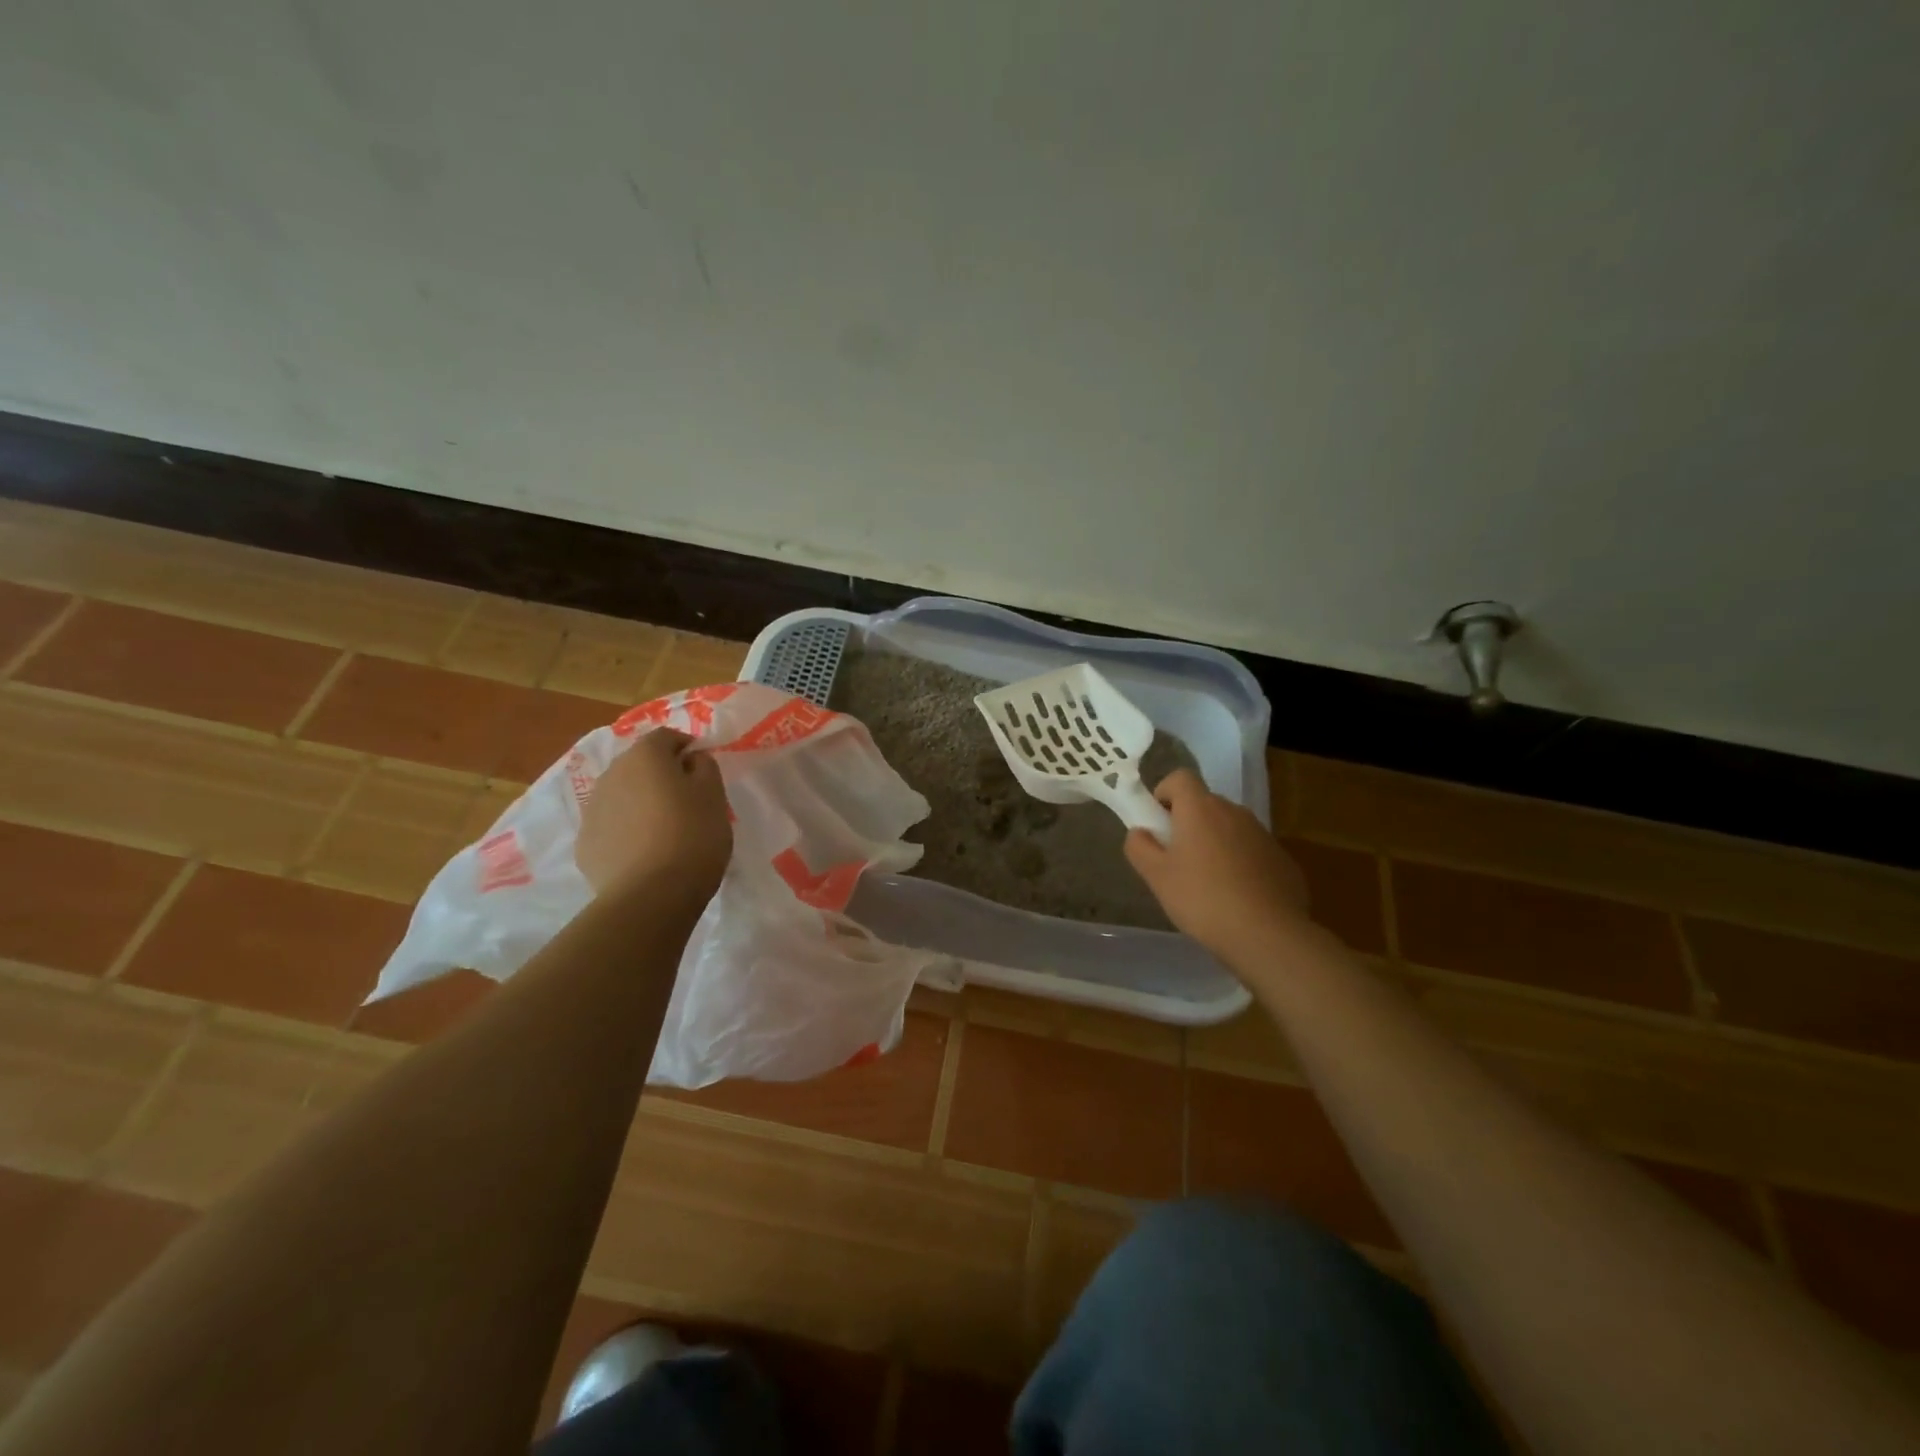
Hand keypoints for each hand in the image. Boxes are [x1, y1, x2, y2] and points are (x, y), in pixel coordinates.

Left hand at [576, 729, 731, 900]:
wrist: (650, 895)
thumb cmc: (693, 836)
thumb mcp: (714, 796)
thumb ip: (704, 767)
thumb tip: (691, 759)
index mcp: (645, 756)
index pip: (666, 736)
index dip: (686, 747)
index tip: (702, 768)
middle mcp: (611, 774)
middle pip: (639, 764)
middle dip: (660, 774)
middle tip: (686, 799)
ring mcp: (592, 810)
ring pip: (622, 795)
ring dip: (641, 802)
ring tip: (665, 829)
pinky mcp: (584, 844)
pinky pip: (611, 826)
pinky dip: (626, 830)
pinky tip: (645, 853)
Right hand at [1124, 769, 1309, 963]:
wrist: (1268, 935)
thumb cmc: (1202, 899)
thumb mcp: (1157, 877)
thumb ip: (1139, 847)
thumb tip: (1140, 832)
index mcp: (1201, 809)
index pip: (1180, 777)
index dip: (1165, 793)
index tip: (1158, 822)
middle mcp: (1234, 812)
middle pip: (1205, 803)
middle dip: (1188, 822)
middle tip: (1176, 859)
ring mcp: (1263, 835)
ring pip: (1229, 828)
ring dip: (1215, 843)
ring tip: (1207, 883)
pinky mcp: (1282, 859)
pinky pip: (1252, 851)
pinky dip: (1240, 863)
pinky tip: (1236, 897)